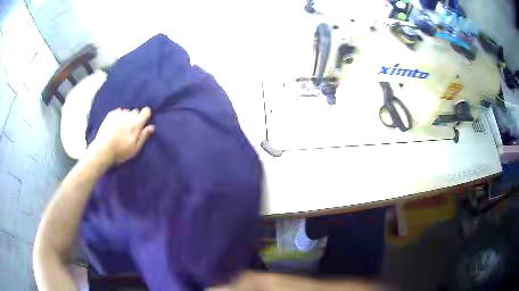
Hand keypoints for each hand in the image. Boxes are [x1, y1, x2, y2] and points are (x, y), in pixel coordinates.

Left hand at [89, 107, 154, 165]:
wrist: (103, 150)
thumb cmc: (120, 152)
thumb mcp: (135, 149)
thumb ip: (144, 136)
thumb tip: (152, 126)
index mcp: (136, 123)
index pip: (146, 111)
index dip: (146, 115)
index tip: (143, 121)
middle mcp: (129, 115)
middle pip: (136, 111)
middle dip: (135, 117)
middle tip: (131, 128)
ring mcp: (119, 114)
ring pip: (127, 111)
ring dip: (126, 116)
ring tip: (122, 126)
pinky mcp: (110, 114)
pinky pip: (118, 111)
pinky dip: (118, 116)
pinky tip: (115, 124)